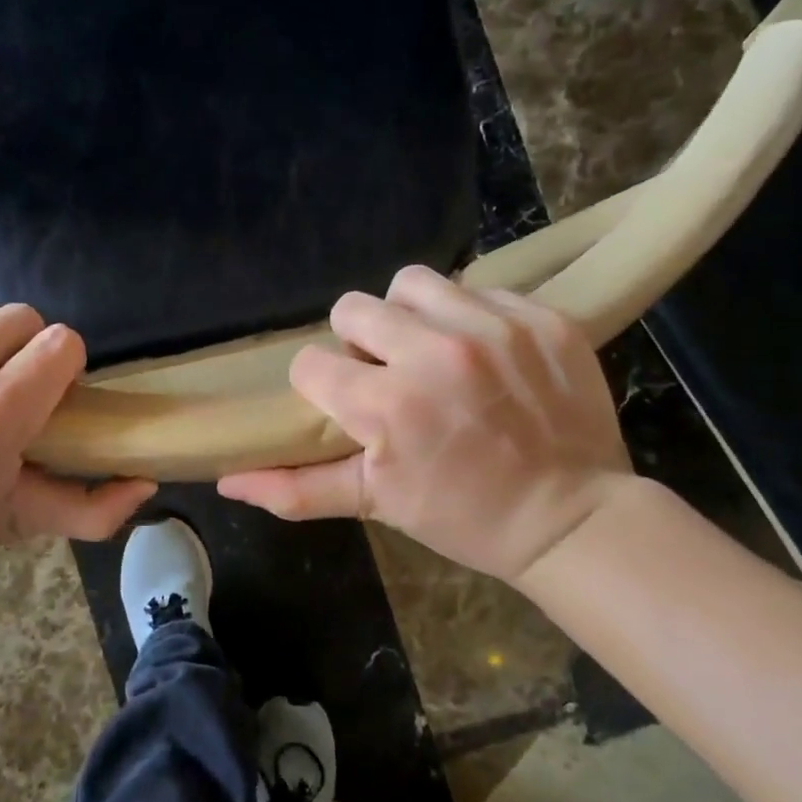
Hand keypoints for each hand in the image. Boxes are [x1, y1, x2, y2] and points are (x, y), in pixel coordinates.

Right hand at [218, 266, 633, 582]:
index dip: (320, 385)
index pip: (310, 364)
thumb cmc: (466, 517)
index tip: (346, 404)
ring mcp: (494, 327)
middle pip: (353, 308)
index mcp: (388, 404)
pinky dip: (470, 317)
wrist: (574, 517)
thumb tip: (226, 481)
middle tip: (386, 373)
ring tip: (430, 349)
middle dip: (357, 342)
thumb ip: (298, 489)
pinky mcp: (541, 317)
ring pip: (413, 283)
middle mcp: (436, 352)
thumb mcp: (379, 505)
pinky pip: (479, 289)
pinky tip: (485, 354)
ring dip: (409, 314)